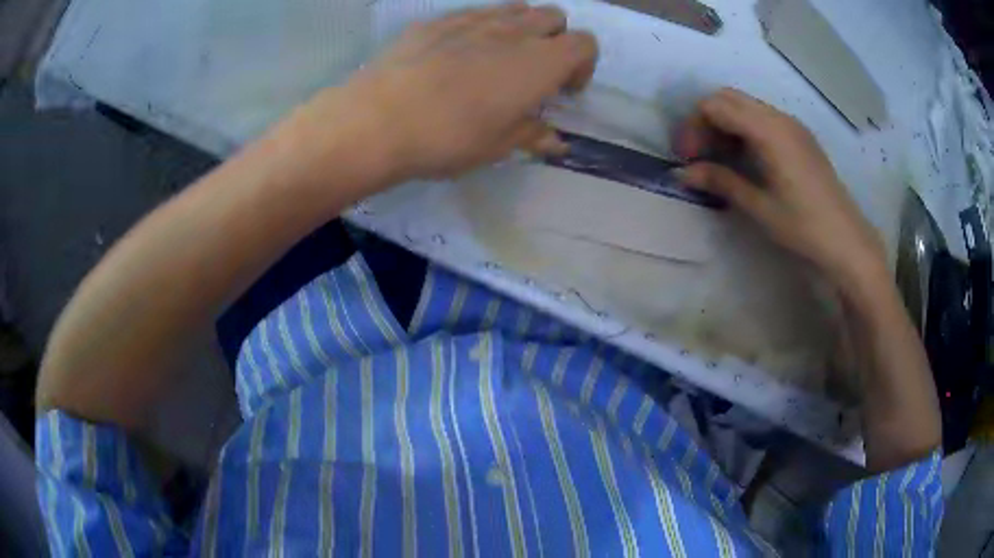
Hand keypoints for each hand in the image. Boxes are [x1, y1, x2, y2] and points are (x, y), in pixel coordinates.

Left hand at [283, 4, 596, 186]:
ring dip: (521, 29)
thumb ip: (533, 135)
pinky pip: (474, 13)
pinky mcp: (437, 21)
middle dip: (555, 39)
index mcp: (540, 61)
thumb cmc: (448, 137)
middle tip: (535, 71)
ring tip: (499, 59)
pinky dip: (482, 28)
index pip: (585, 44)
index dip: (583, 65)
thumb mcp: (497, 146)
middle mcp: (513, 31)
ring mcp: (473, 19)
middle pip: (553, 16)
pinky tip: (458, 54)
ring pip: (515, 9)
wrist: (377, 119)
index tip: (564, 90)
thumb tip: (556, 140)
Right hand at [677, 88, 886, 289]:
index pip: (715, 106)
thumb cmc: (803, 226)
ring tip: (720, 159)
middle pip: (728, 98)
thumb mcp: (759, 206)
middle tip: (699, 155)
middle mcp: (779, 117)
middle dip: (706, 121)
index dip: (693, 126)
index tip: (687, 158)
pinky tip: (746, 158)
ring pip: (746, 106)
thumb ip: (721, 181)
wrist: (847, 240)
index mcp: (768, 130)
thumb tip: (683, 174)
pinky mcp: (800, 136)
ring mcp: (792, 125)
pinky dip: (745, 129)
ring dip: (725, 124)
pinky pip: (764, 118)